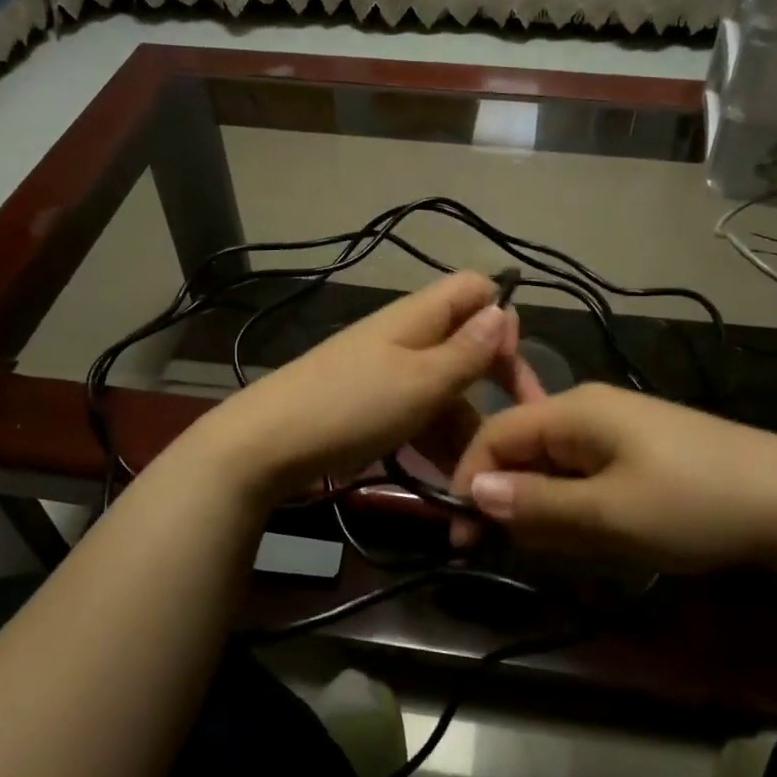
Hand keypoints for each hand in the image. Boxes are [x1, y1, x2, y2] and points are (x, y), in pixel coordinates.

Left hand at [185, 272, 538, 503]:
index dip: (503, 320)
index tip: (512, 374)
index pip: (476, 289)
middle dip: (494, 390)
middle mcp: (407, 337)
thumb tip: (506, 309)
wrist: (263, 447)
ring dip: (466, 434)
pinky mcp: (372, 408)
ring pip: (446, 393)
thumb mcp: (420, 382)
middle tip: (512, 441)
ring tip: (478, 487)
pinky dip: (436, 446)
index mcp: (419, 316)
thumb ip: (466, 350)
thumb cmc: (350, 407)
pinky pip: (419, 418)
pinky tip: (449, 487)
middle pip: (467, 348)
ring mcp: (387, 374)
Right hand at [448, 383, 776, 571]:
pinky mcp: (642, 449)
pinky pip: (589, 475)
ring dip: (552, 510)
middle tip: (532, 553)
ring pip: (556, 467)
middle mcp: (590, 408)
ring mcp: (619, 427)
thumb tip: (472, 491)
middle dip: (516, 501)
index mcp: (574, 410)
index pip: (495, 434)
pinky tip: (610, 535)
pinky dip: (583, 507)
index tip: (462, 538)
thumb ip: (536, 503)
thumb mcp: (607, 514)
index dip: (469, 481)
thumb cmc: (694, 504)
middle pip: (524, 450)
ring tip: (582, 549)